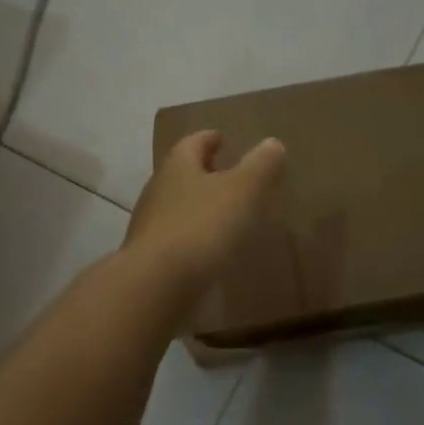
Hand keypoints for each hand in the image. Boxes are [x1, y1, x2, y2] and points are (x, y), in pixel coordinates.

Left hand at [125, 130, 287, 291]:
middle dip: (204, 172)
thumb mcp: (244, 190)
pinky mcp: (150, 258)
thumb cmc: (203, 226)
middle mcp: (158, 189)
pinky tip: (211, 250)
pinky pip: (176, 238)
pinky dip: (194, 237)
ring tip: (226, 215)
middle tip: (229, 176)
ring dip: (199, 206)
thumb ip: (261, 165)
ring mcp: (150, 225)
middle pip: (183, 173)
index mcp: (178, 165)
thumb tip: (273, 143)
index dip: (210, 139)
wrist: (156, 285)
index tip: (223, 139)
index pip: (194, 142)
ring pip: (178, 206)